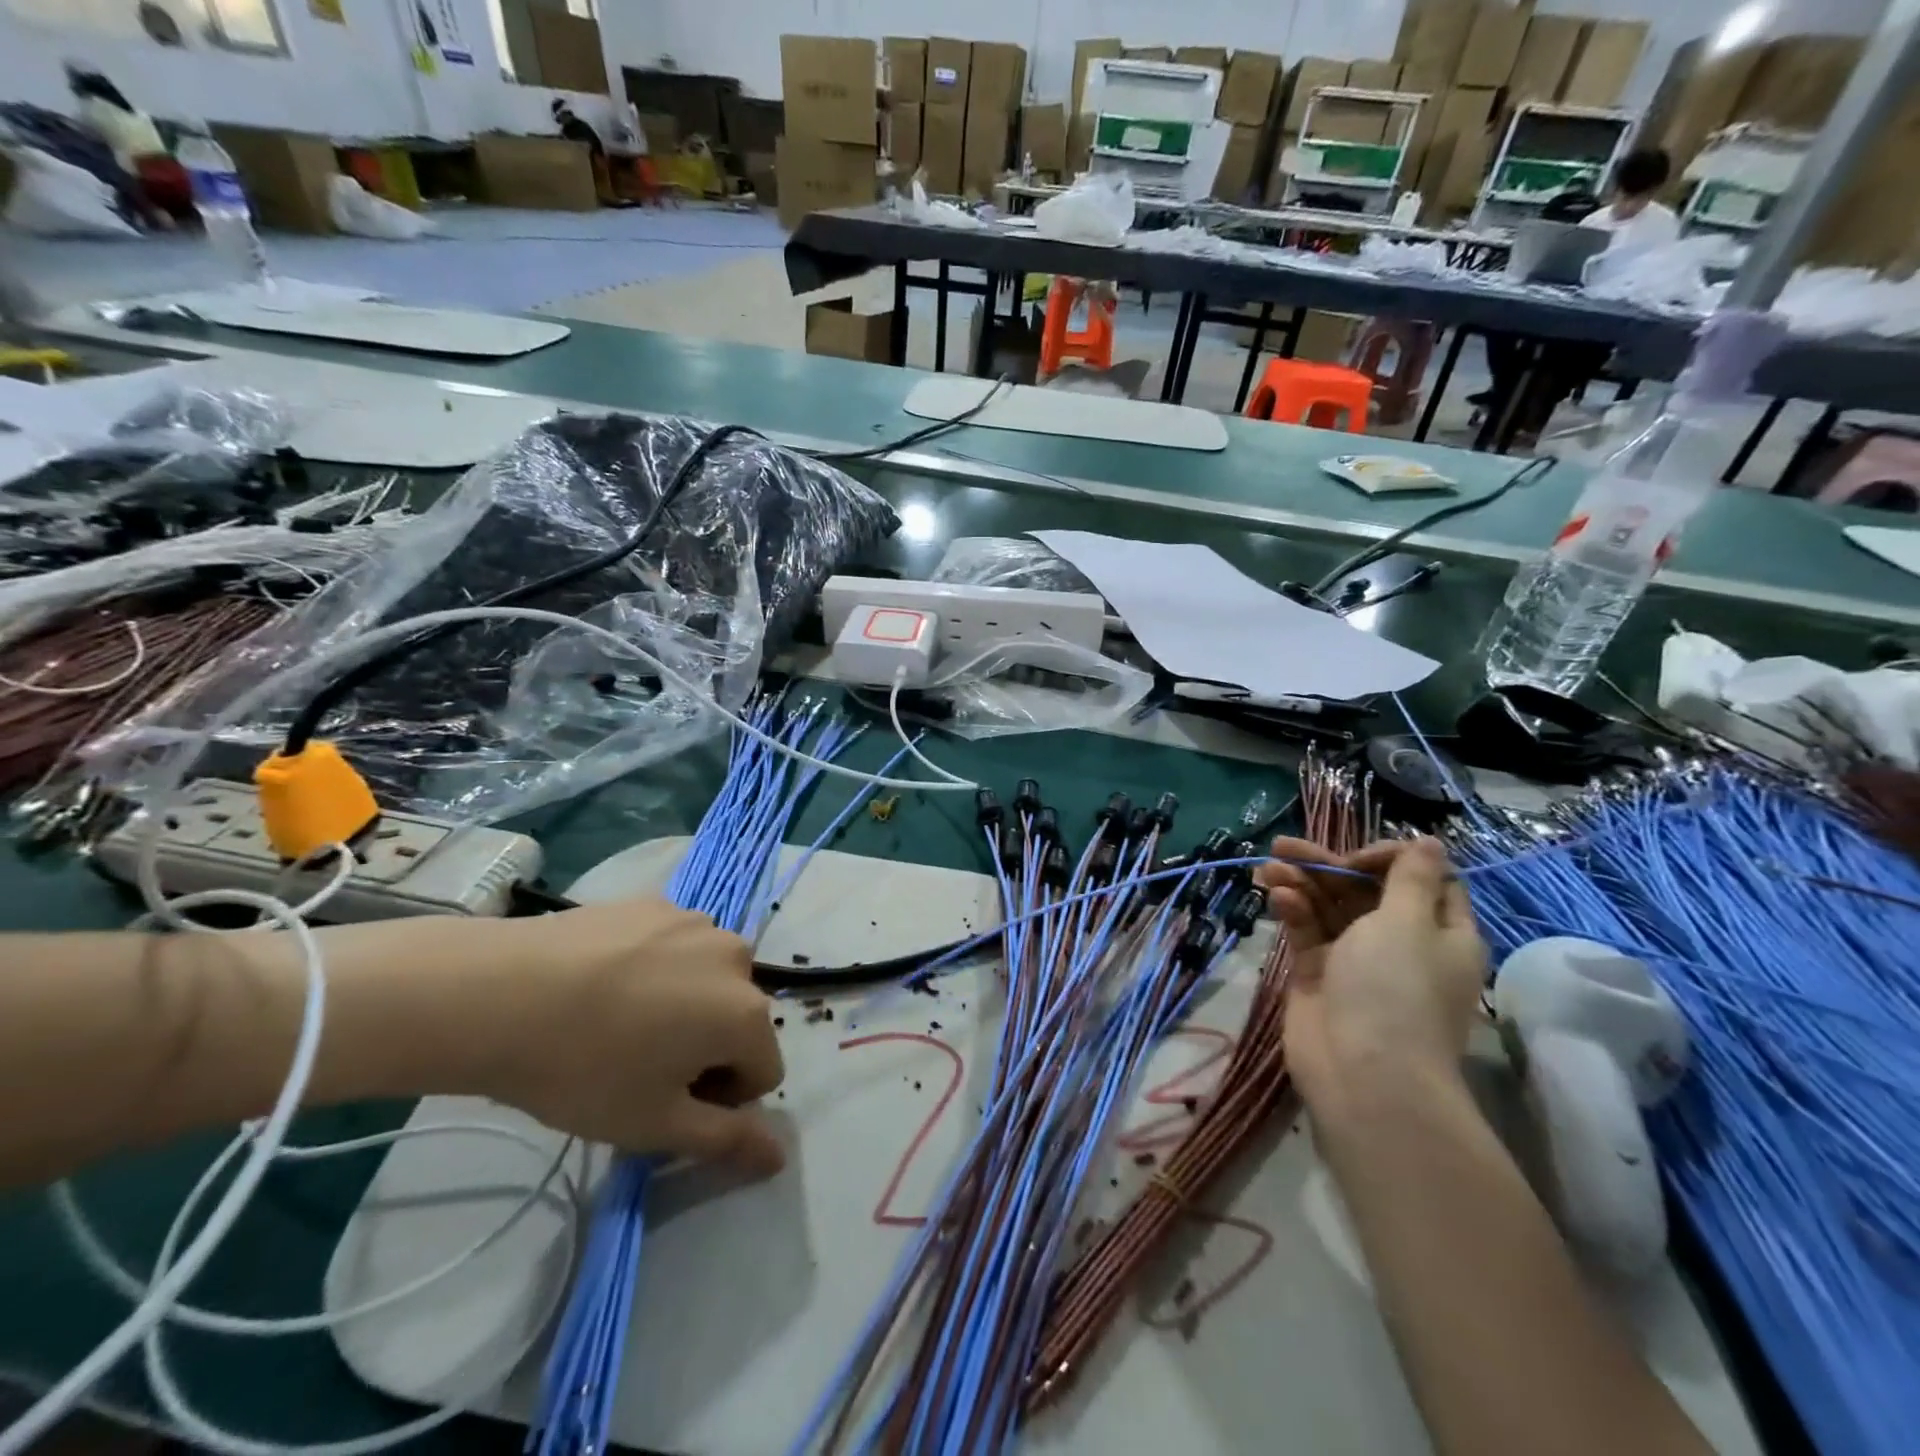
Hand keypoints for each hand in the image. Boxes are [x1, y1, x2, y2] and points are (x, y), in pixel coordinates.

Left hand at [470, 899, 785, 1174]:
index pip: (762, 1071)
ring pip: (708, 978)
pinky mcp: (657, 902)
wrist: (499, 995)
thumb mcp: (654, 1125)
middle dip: (706, 1044)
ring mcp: (697, 922)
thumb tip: (780, 1157)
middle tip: (640, 1061)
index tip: (665, 1100)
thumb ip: (726, 1141)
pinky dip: (657, 965)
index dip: (719, 1097)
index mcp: (746, 1013)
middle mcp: (737, 957)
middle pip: (738, 1018)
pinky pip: (676, 944)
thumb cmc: (584, 1070)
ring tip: (619, 1017)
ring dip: (685, 1001)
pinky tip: (605, 980)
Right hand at [1256, 837, 1487, 1110]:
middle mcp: (1402, 942)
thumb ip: (1410, 877)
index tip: (1358, 859)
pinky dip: (1293, 911)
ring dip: (1300, 882)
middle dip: (1326, 865)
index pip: (1422, 880)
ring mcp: (1357, 960)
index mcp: (1441, 932)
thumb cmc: (1395, 990)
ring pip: (1329, 907)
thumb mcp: (1408, 922)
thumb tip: (1430, 841)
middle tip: (1285, 846)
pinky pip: (1307, 931)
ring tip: (1266, 866)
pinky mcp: (1320, 974)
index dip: (1388, 859)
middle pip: (1365, 889)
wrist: (1362, 1073)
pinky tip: (1275, 896)